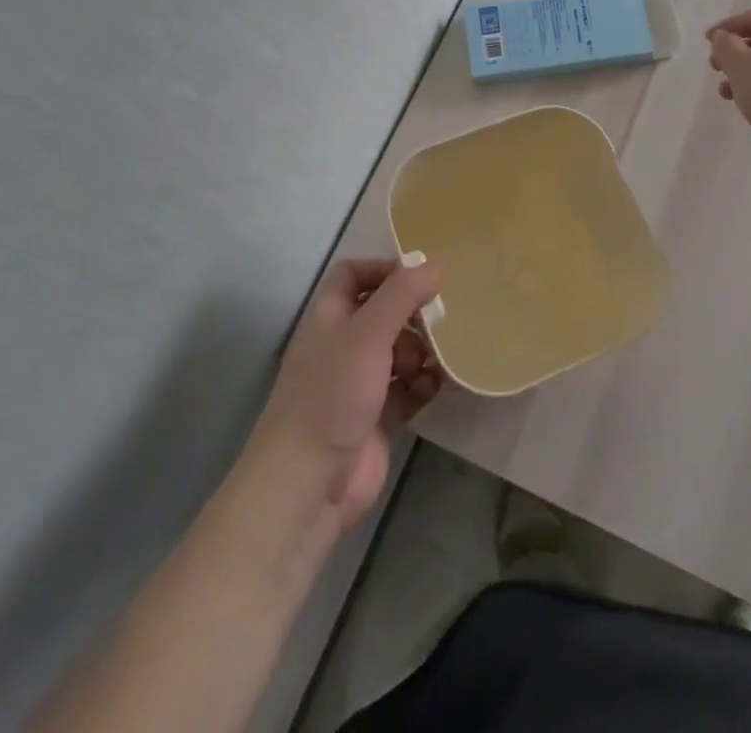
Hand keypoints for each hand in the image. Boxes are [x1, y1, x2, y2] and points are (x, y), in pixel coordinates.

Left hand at [253, 258, 443, 533]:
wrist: (309, 483)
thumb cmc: (333, 393)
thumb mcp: (368, 333)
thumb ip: (402, 295)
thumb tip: (434, 266)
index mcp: (329, 317)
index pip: (352, 274)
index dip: (383, 269)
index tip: (420, 276)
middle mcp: (343, 345)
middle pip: (383, 313)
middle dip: (412, 313)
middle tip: (441, 318)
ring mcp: (360, 384)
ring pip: (399, 352)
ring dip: (423, 350)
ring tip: (438, 358)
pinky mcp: (378, 418)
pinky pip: (408, 389)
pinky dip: (425, 384)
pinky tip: (439, 385)